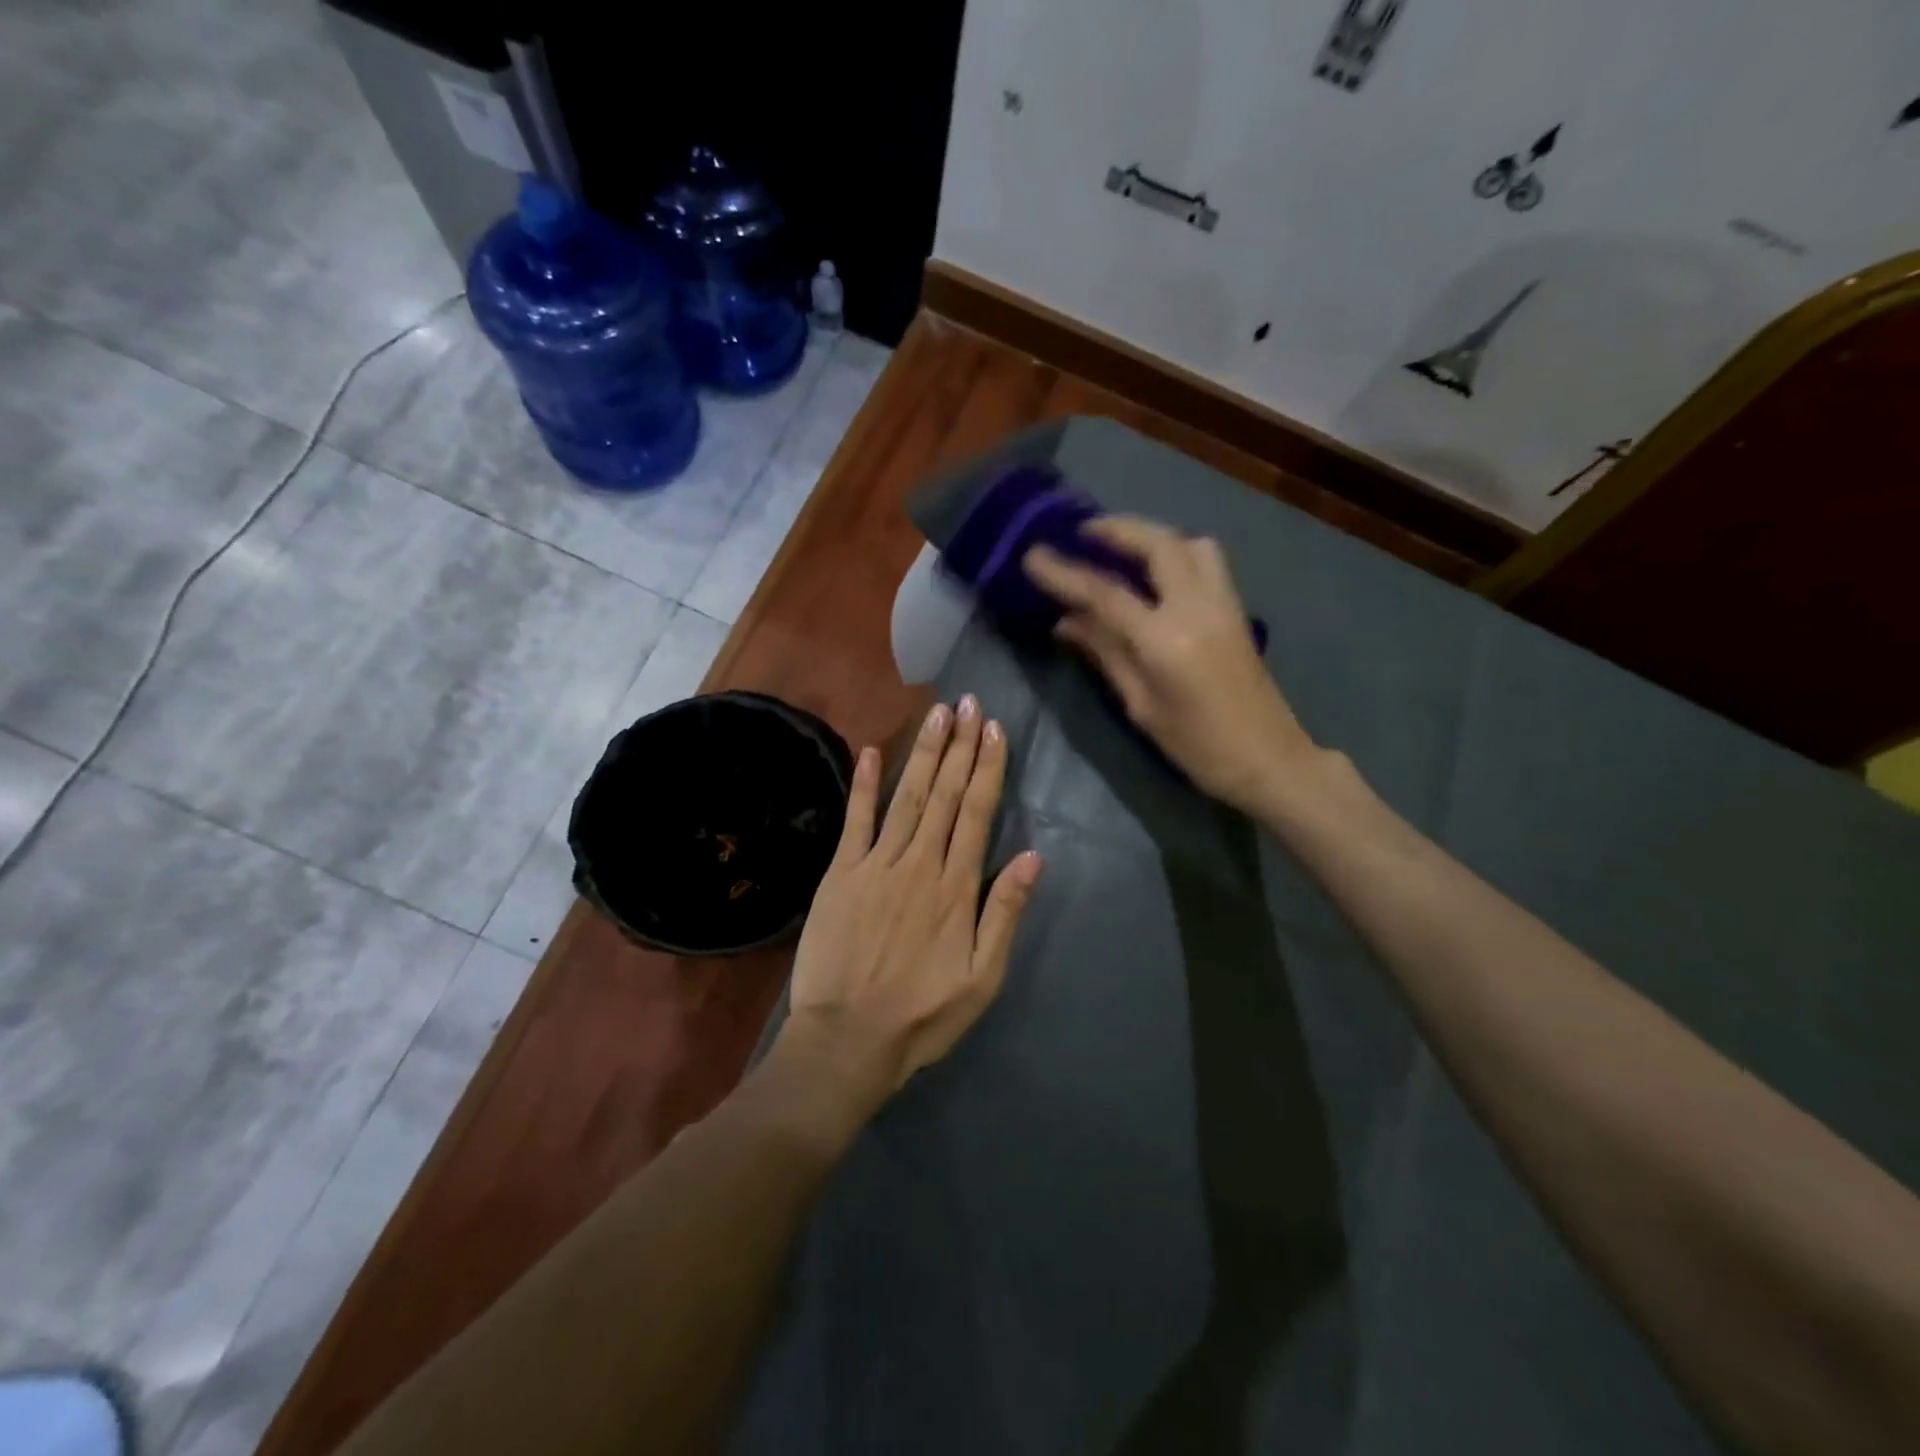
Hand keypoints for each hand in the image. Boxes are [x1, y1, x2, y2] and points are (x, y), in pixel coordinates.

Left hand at [784, 695, 1042, 1099]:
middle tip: (968, 703)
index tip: (994, 729)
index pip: (977, 813)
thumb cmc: (923, 1014)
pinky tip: (868, 751)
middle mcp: (920, 863)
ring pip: (907, 797)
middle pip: (945, 794)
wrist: (848, 1039)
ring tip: (937, 714)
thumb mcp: (982, 977)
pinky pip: (855, 821)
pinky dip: (863, 785)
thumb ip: (1005, 914)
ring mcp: (877, 865)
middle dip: (959, 746)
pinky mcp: (841, 874)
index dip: (988, 768)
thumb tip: (1032, 857)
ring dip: (924, 753)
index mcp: (956, 887)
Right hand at [1024, 516, 1316, 812]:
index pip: (1106, 593)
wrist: (1269, 760)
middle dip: (1118, 529)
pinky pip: (1206, 562)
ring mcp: (1223, 604)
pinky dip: (1177, 552)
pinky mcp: (1236, 611)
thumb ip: (1106, 654)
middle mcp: (1197, 608)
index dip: (1065, 573)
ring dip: (1153, 536)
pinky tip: (1156, 573)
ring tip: (1122, 548)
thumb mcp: (1142, 705)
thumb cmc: (1197, 746)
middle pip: (1158, 544)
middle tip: (1083, 531)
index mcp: (1166, 640)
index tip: (1033, 556)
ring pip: (1191, 544)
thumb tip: (1066, 621)